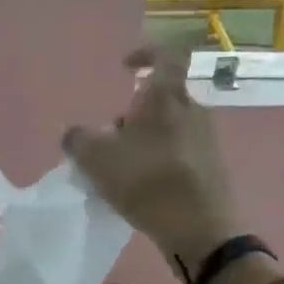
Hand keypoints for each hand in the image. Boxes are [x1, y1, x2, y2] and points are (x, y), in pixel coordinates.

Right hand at [61, 45, 243, 270]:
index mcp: (168, 98)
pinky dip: (157, 158)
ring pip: (168, 125)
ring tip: (121, 166)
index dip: (144, 54)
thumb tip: (74, 134)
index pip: (166, 56)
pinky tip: (141, 186)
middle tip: (110, 135)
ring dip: (143, 138)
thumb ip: (77, 139)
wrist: (200, 229)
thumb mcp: (96, 159)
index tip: (125, 67)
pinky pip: (177, 150)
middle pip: (161, 97)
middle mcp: (192, 111)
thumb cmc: (147, 182)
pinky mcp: (209, 167)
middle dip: (133, 111)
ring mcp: (205, 140)